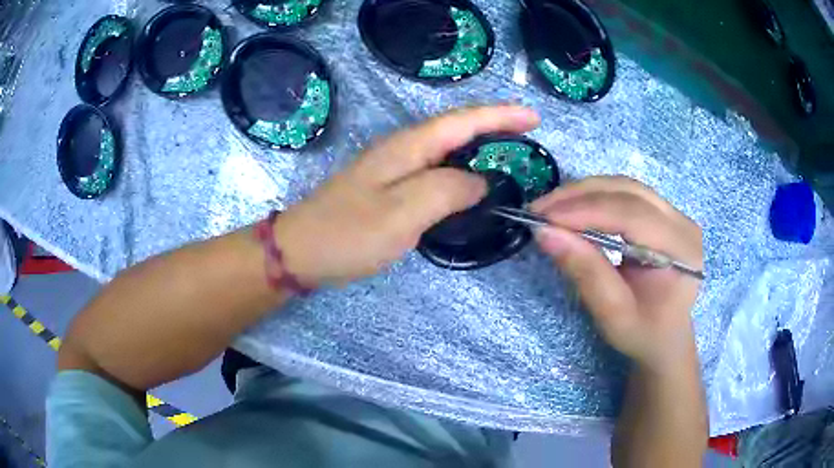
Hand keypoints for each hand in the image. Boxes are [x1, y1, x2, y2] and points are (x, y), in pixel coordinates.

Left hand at [273, 105, 540, 285]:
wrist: (302, 251)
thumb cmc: (348, 232)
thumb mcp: (402, 212)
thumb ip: (447, 191)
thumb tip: (481, 182)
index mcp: (408, 147)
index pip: (464, 121)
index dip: (501, 116)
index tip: (534, 117)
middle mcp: (403, 148)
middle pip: (457, 128)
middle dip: (495, 126)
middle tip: (528, 135)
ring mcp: (394, 167)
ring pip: (447, 149)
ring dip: (480, 145)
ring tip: (510, 153)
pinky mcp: (390, 187)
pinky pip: (435, 170)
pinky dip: (461, 170)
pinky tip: (471, 182)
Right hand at [531, 176, 702, 371]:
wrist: (665, 337)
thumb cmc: (643, 333)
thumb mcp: (613, 314)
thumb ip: (585, 272)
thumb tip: (545, 233)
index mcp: (681, 250)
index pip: (632, 215)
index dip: (586, 211)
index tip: (543, 218)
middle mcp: (682, 223)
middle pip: (628, 192)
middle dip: (579, 196)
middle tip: (539, 209)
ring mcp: (674, 214)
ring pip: (624, 187)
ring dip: (584, 192)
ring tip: (551, 208)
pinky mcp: (663, 213)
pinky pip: (625, 194)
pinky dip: (595, 197)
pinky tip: (573, 208)